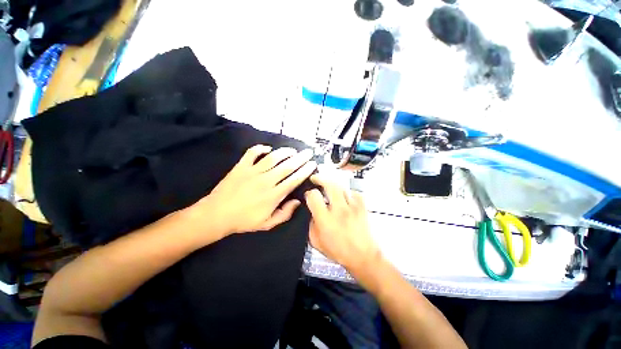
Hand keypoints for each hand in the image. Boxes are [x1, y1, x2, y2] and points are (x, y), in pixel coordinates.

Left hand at [193, 145, 316, 236]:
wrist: (218, 213)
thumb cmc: (243, 221)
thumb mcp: (266, 224)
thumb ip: (284, 214)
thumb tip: (297, 202)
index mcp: (273, 195)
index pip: (293, 180)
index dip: (305, 170)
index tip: (313, 164)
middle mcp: (266, 180)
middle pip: (287, 166)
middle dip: (300, 158)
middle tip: (309, 152)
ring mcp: (253, 171)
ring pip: (273, 157)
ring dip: (284, 152)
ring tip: (293, 150)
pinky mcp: (241, 166)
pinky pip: (252, 153)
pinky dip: (260, 148)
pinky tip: (267, 148)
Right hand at [305, 175, 380, 273]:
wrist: (362, 255)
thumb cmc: (339, 252)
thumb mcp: (317, 243)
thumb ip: (312, 226)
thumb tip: (312, 214)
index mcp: (325, 220)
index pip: (314, 197)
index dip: (309, 193)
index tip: (309, 195)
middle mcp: (339, 210)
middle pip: (329, 184)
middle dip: (321, 178)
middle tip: (316, 178)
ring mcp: (353, 207)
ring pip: (342, 187)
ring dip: (335, 186)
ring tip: (331, 189)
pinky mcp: (363, 208)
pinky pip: (355, 193)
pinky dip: (349, 193)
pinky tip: (346, 198)